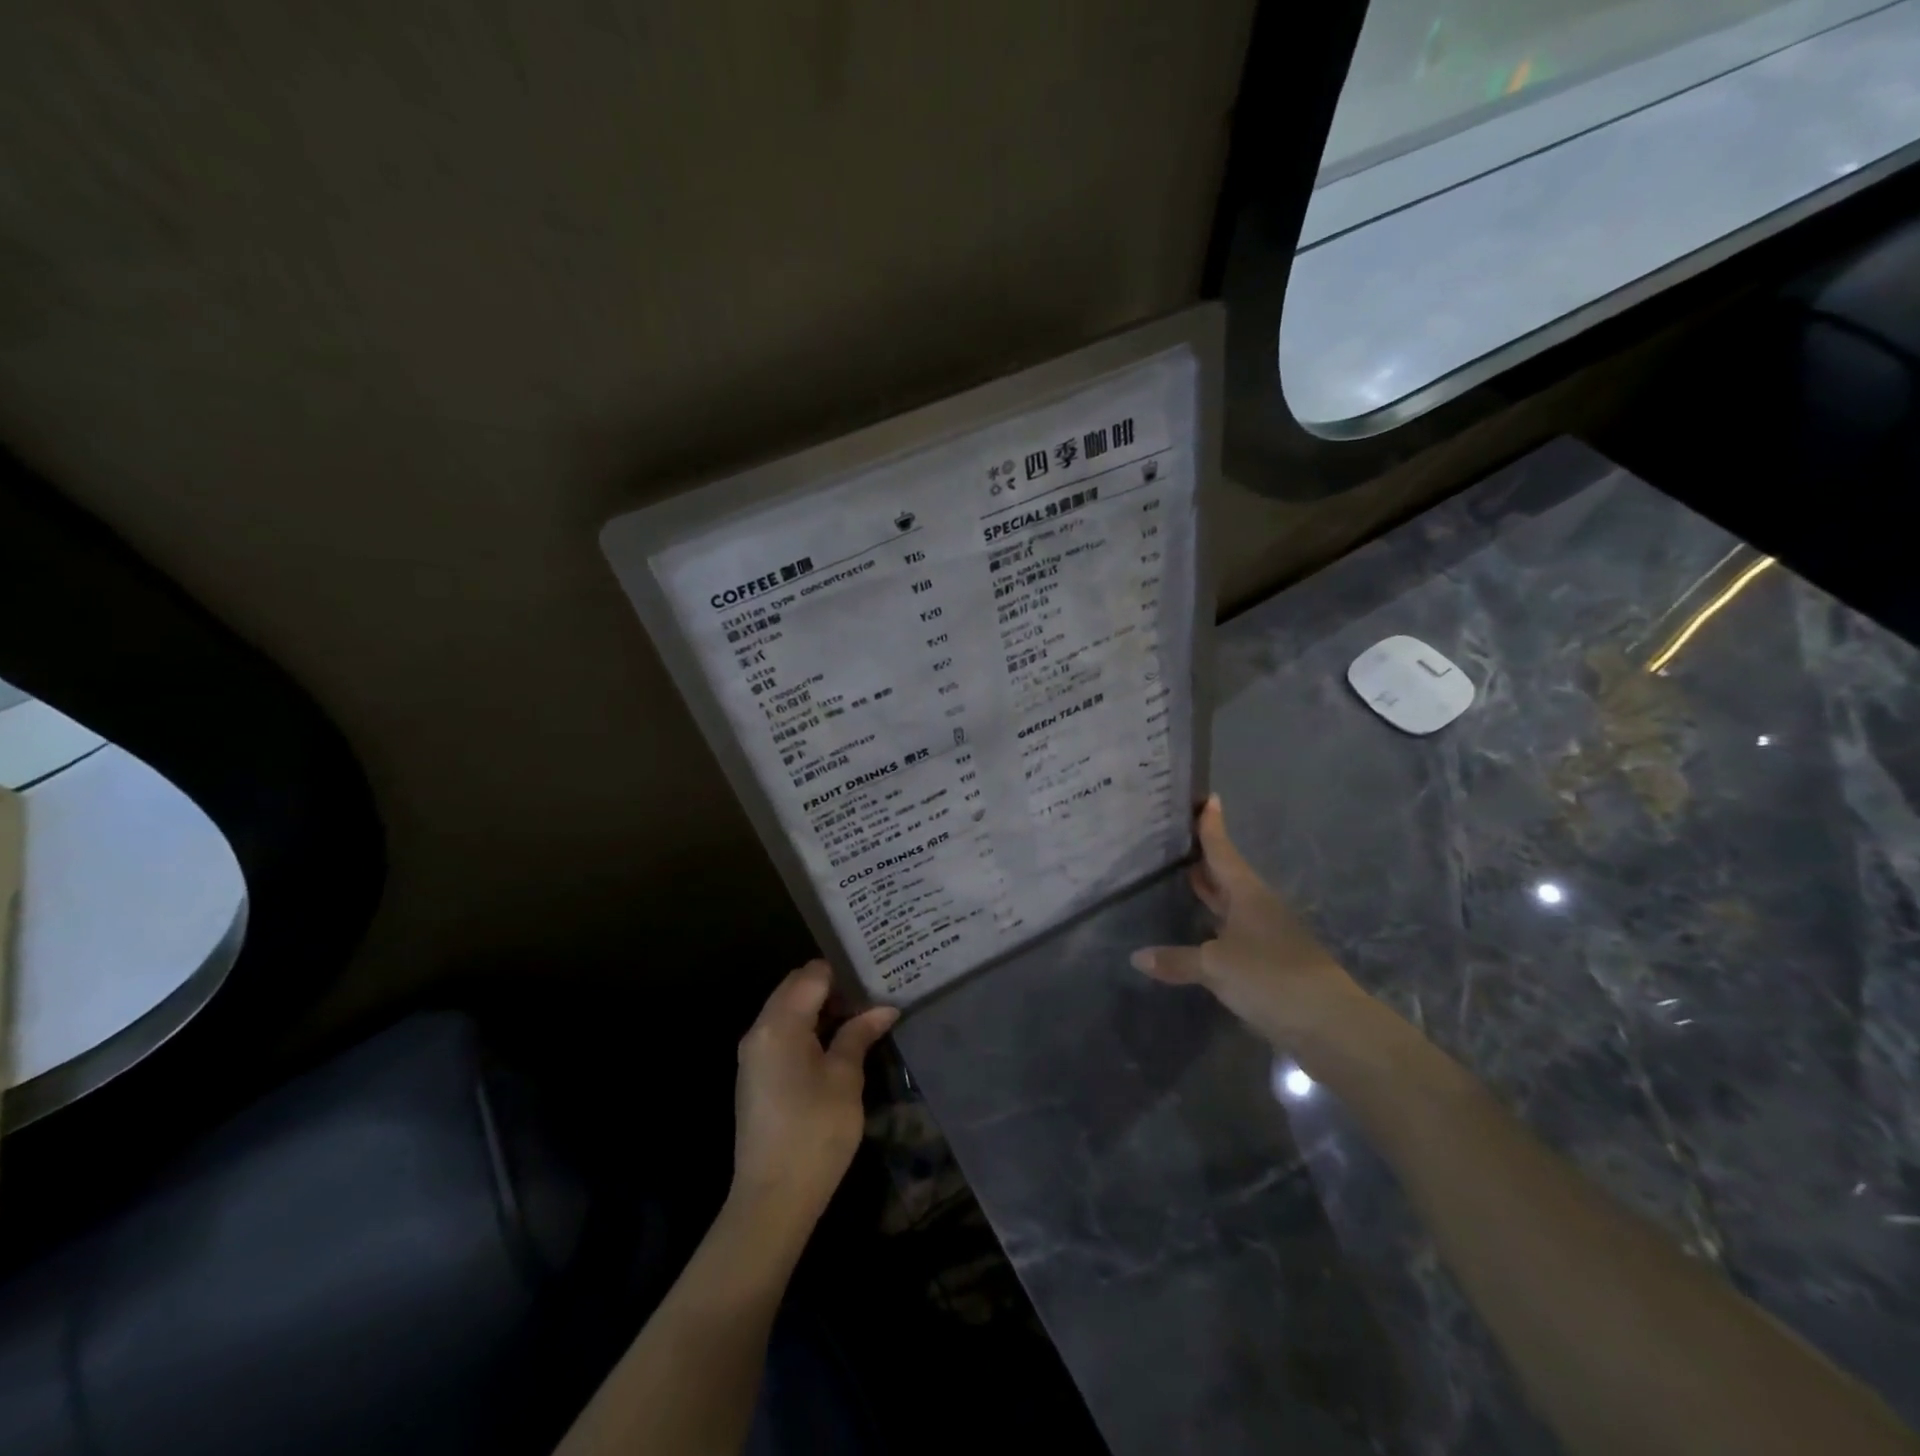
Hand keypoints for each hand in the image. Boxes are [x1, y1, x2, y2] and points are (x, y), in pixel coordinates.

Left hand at [732, 960, 897, 1227]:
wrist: (772, 1199)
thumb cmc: (815, 1132)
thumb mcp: (845, 1079)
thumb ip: (860, 1034)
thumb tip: (883, 1008)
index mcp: (779, 1024)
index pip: (812, 974)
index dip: (844, 972)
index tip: (875, 976)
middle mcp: (760, 1030)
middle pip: (796, 987)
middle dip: (833, 987)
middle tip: (872, 995)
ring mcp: (754, 1053)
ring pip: (789, 1009)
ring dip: (821, 1008)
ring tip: (862, 1015)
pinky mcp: (756, 1074)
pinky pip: (783, 1033)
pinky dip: (808, 1028)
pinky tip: (838, 1041)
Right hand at [1131, 796, 1368, 1049]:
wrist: (1330, 1025)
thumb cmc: (1270, 978)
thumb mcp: (1216, 966)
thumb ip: (1177, 960)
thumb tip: (1137, 956)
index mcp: (1248, 894)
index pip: (1223, 851)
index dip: (1212, 827)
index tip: (1208, 799)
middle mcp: (1259, 907)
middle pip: (1228, 875)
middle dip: (1206, 858)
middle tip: (1180, 839)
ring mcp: (1268, 935)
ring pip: (1233, 904)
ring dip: (1211, 892)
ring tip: (1185, 877)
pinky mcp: (1272, 963)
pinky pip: (1235, 933)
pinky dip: (1216, 926)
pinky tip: (1200, 933)